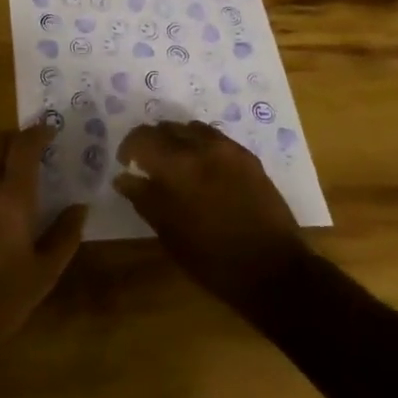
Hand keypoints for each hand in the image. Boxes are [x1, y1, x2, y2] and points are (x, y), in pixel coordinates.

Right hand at [114, 120, 309, 312]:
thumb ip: (144, 198)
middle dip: (151, 141)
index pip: (142, 138)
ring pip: (191, 129)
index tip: (126, 163)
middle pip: (166, 128)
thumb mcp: (170, 233)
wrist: (273, 269)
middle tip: (147, 162)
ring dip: (177, 140)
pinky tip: (202, 166)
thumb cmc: (213, 259)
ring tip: (175, 162)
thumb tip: (124, 178)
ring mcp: (228, 150)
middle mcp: (201, 148)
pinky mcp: (247, 157)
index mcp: (177, 167)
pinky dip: (200, 144)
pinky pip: (215, 138)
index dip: (129, 147)